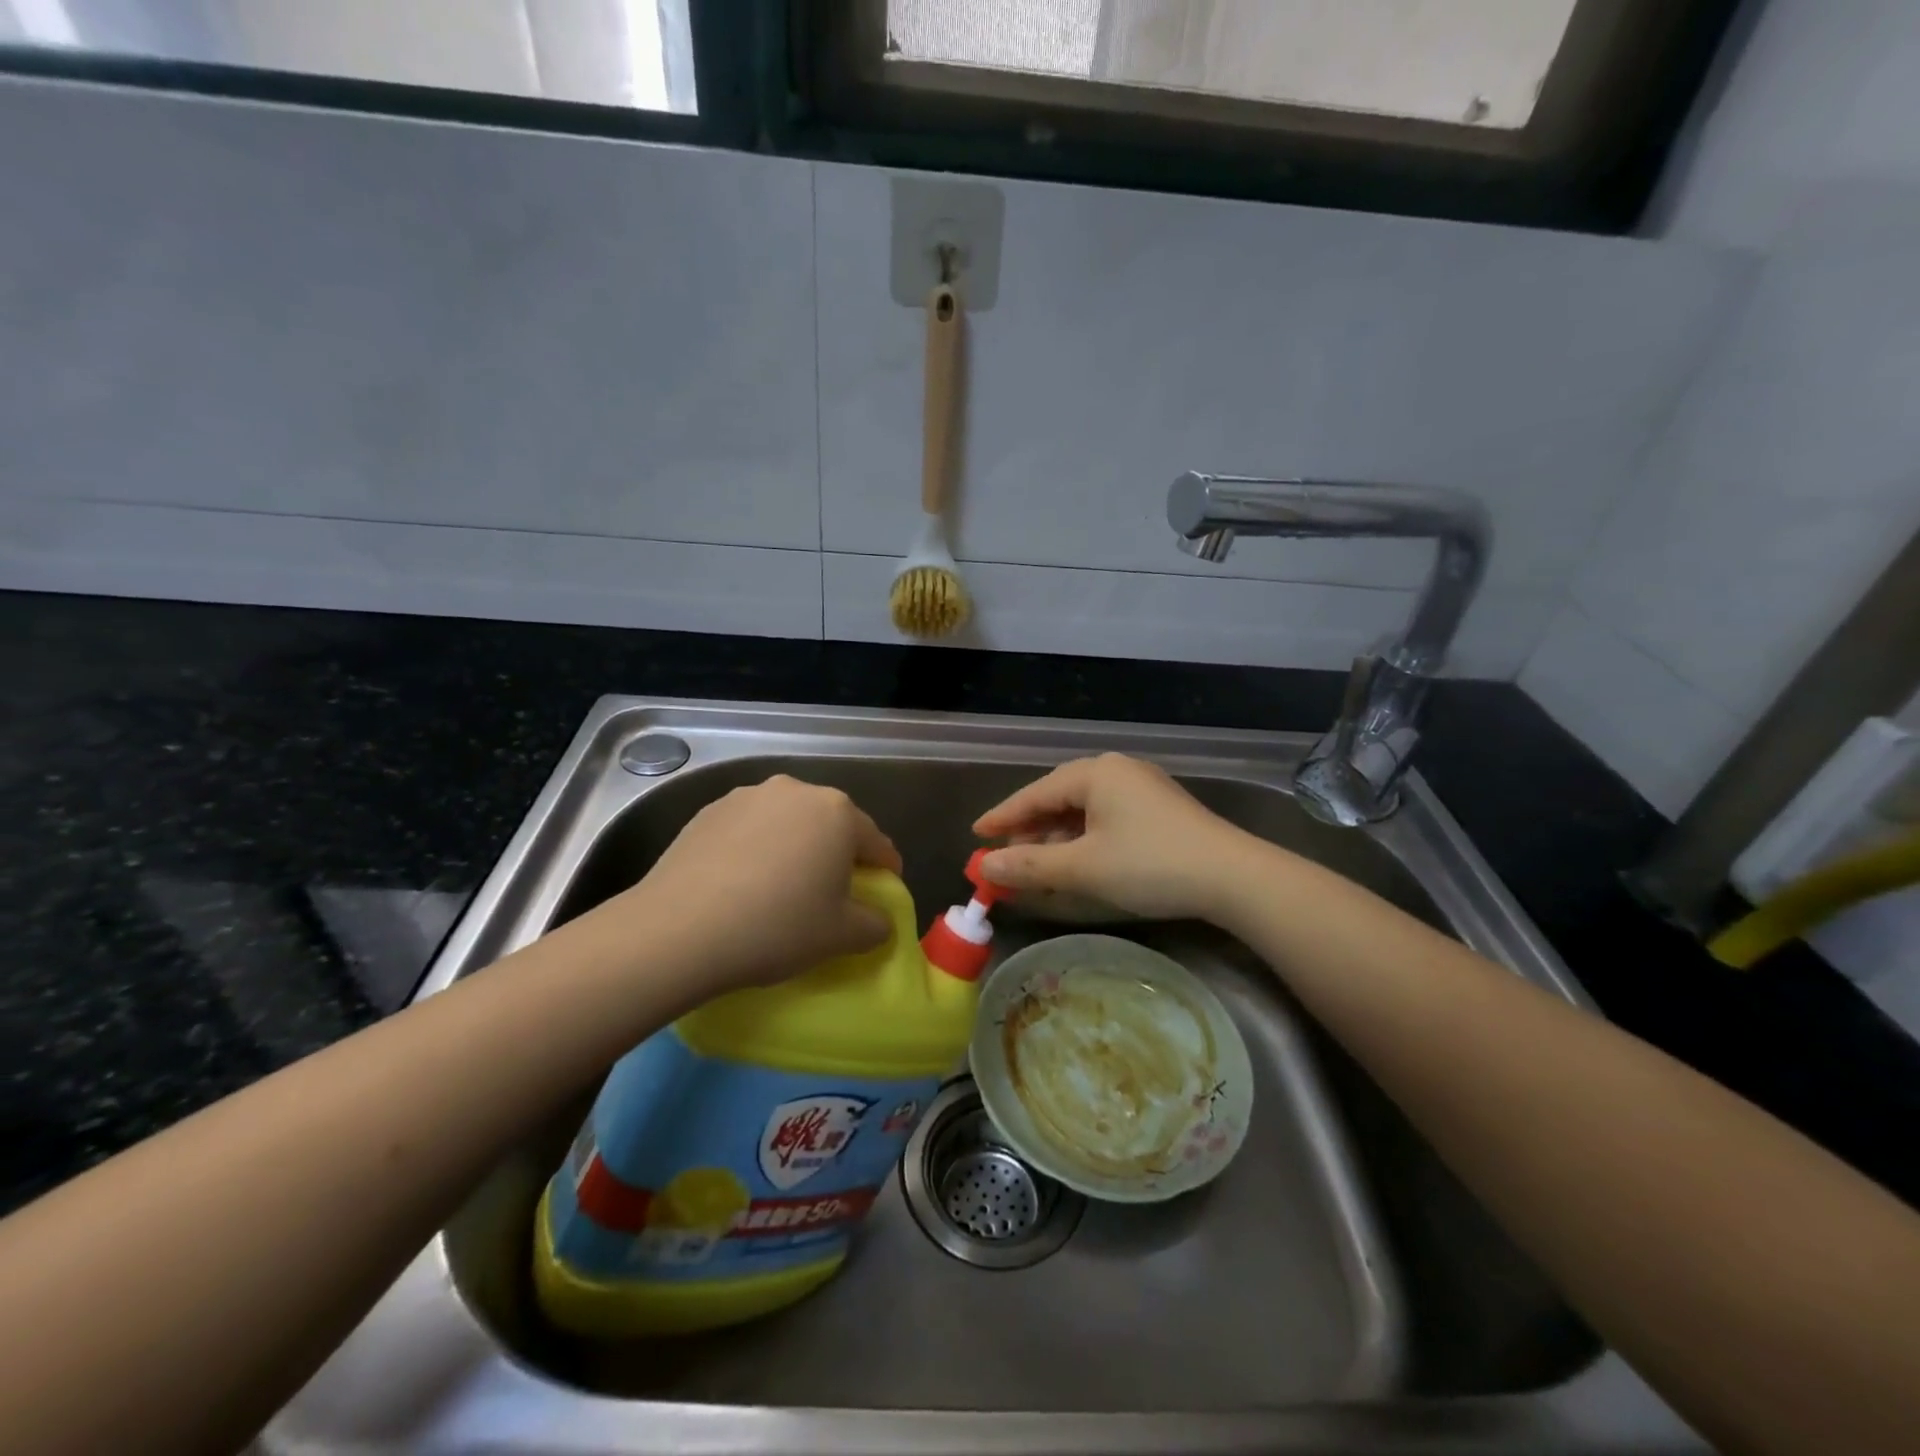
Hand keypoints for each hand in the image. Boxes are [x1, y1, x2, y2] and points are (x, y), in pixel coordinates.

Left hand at [612, 775, 902, 997]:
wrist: (679, 929)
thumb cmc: (777, 926)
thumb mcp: (842, 936)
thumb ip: (875, 924)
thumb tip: (878, 919)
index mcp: (838, 813)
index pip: (877, 842)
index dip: (885, 870)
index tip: (882, 894)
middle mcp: (796, 791)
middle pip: (831, 824)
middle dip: (837, 854)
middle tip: (832, 893)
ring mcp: (748, 796)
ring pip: (788, 822)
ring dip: (794, 847)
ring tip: (781, 886)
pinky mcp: (708, 811)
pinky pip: (749, 829)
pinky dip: (756, 849)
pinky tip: (742, 883)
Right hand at [974, 754, 1257, 921]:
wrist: (1233, 877)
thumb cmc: (1150, 865)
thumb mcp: (1083, 868)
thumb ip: (1029, 866)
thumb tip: (983, 867)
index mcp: (1096, 773)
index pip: (1034, 793)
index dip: (1002, 817)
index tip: (976, 835)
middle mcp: (1116, 771)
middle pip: (1058, 800)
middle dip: (1029, 832)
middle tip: (1004, 860)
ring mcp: (1141, 789)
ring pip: (1083, 812)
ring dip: (1056, 841)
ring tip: (1036, 869)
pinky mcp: (1158, 810)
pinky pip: (1105, 820)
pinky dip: (1083, 842)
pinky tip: (1076, 865)